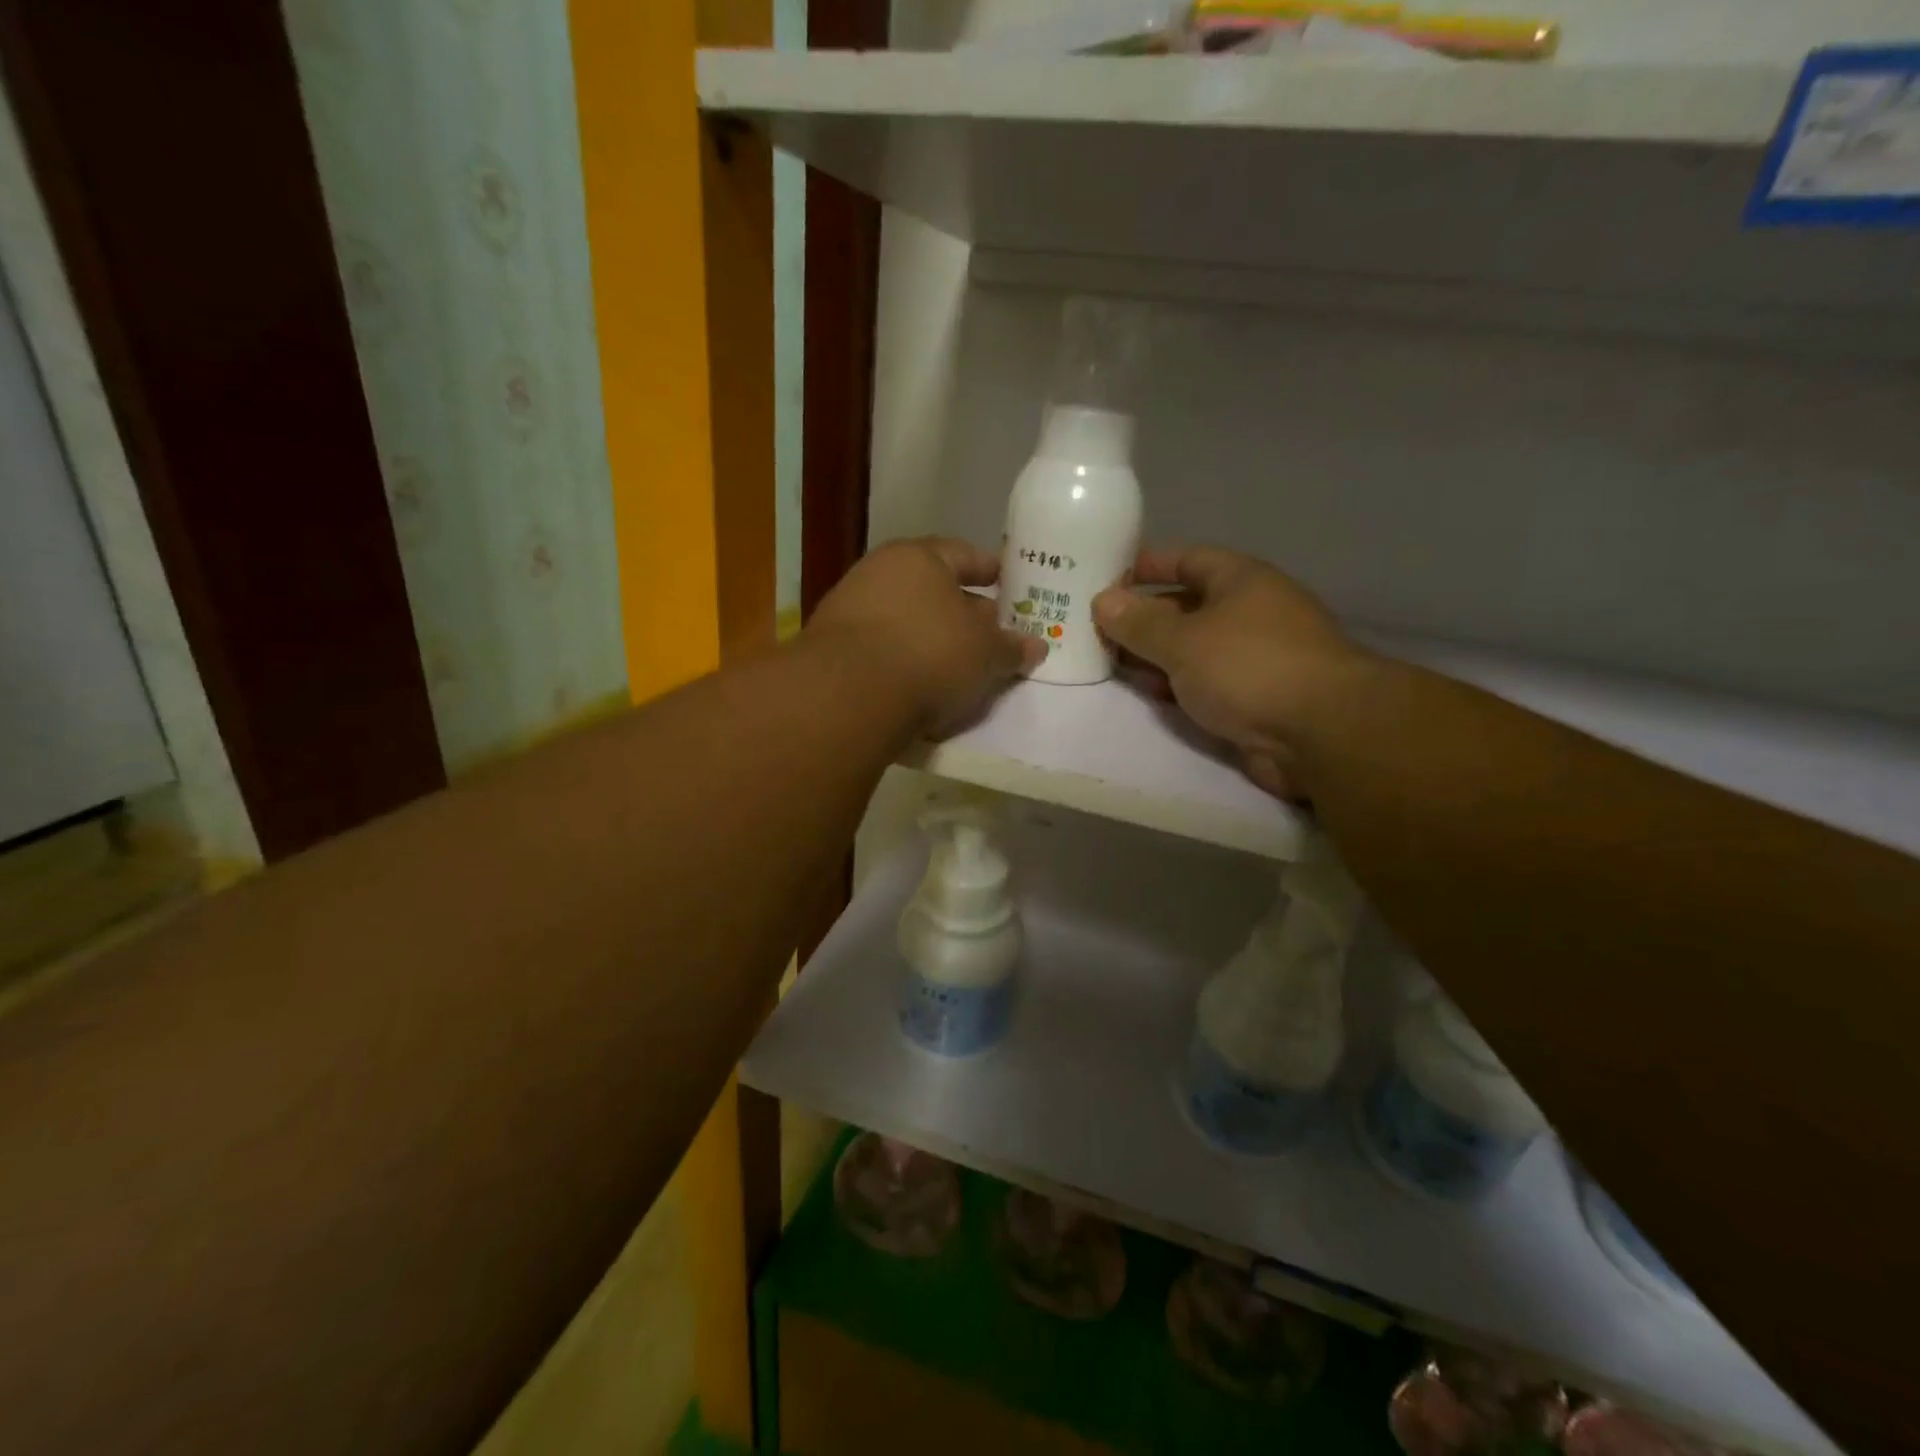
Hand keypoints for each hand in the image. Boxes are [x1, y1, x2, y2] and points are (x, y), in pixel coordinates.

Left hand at [807, 537, 1043, 736]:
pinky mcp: (830, 647)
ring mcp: (849, 608)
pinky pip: (881, 647)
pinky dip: (902, 659)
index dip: (990, 570)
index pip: (964, 554)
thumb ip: (1012, 648)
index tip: (1008, 584)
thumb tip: (1037, 645)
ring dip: (929, 636)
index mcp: (920, 557)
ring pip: (903, 618)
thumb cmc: (930, 654)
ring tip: (955, 664)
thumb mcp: (986, 654)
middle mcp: (879, 572)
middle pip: (931, 586)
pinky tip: (917, 682)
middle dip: (962, 608)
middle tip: (988, 632)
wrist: (847, 695)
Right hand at [1092, 547, 1370, 798]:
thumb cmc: (1249, 666)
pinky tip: (1146, 691)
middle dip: (1143, 617)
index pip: (1188, 560)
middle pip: (1187, 606)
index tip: (1107, 576)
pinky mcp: (1254, 698)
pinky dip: (1175, 685)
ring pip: (1193, 649)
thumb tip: (1102, 601)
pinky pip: (1204, 683)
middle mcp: (1250, 613)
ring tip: (1108, 660)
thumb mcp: (1183, 640)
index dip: (1148, 565)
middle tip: (1095, 626)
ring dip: (1155, 655)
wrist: (1320, 732)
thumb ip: (1139, 623)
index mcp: (1241, 581)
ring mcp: (1254, 658)